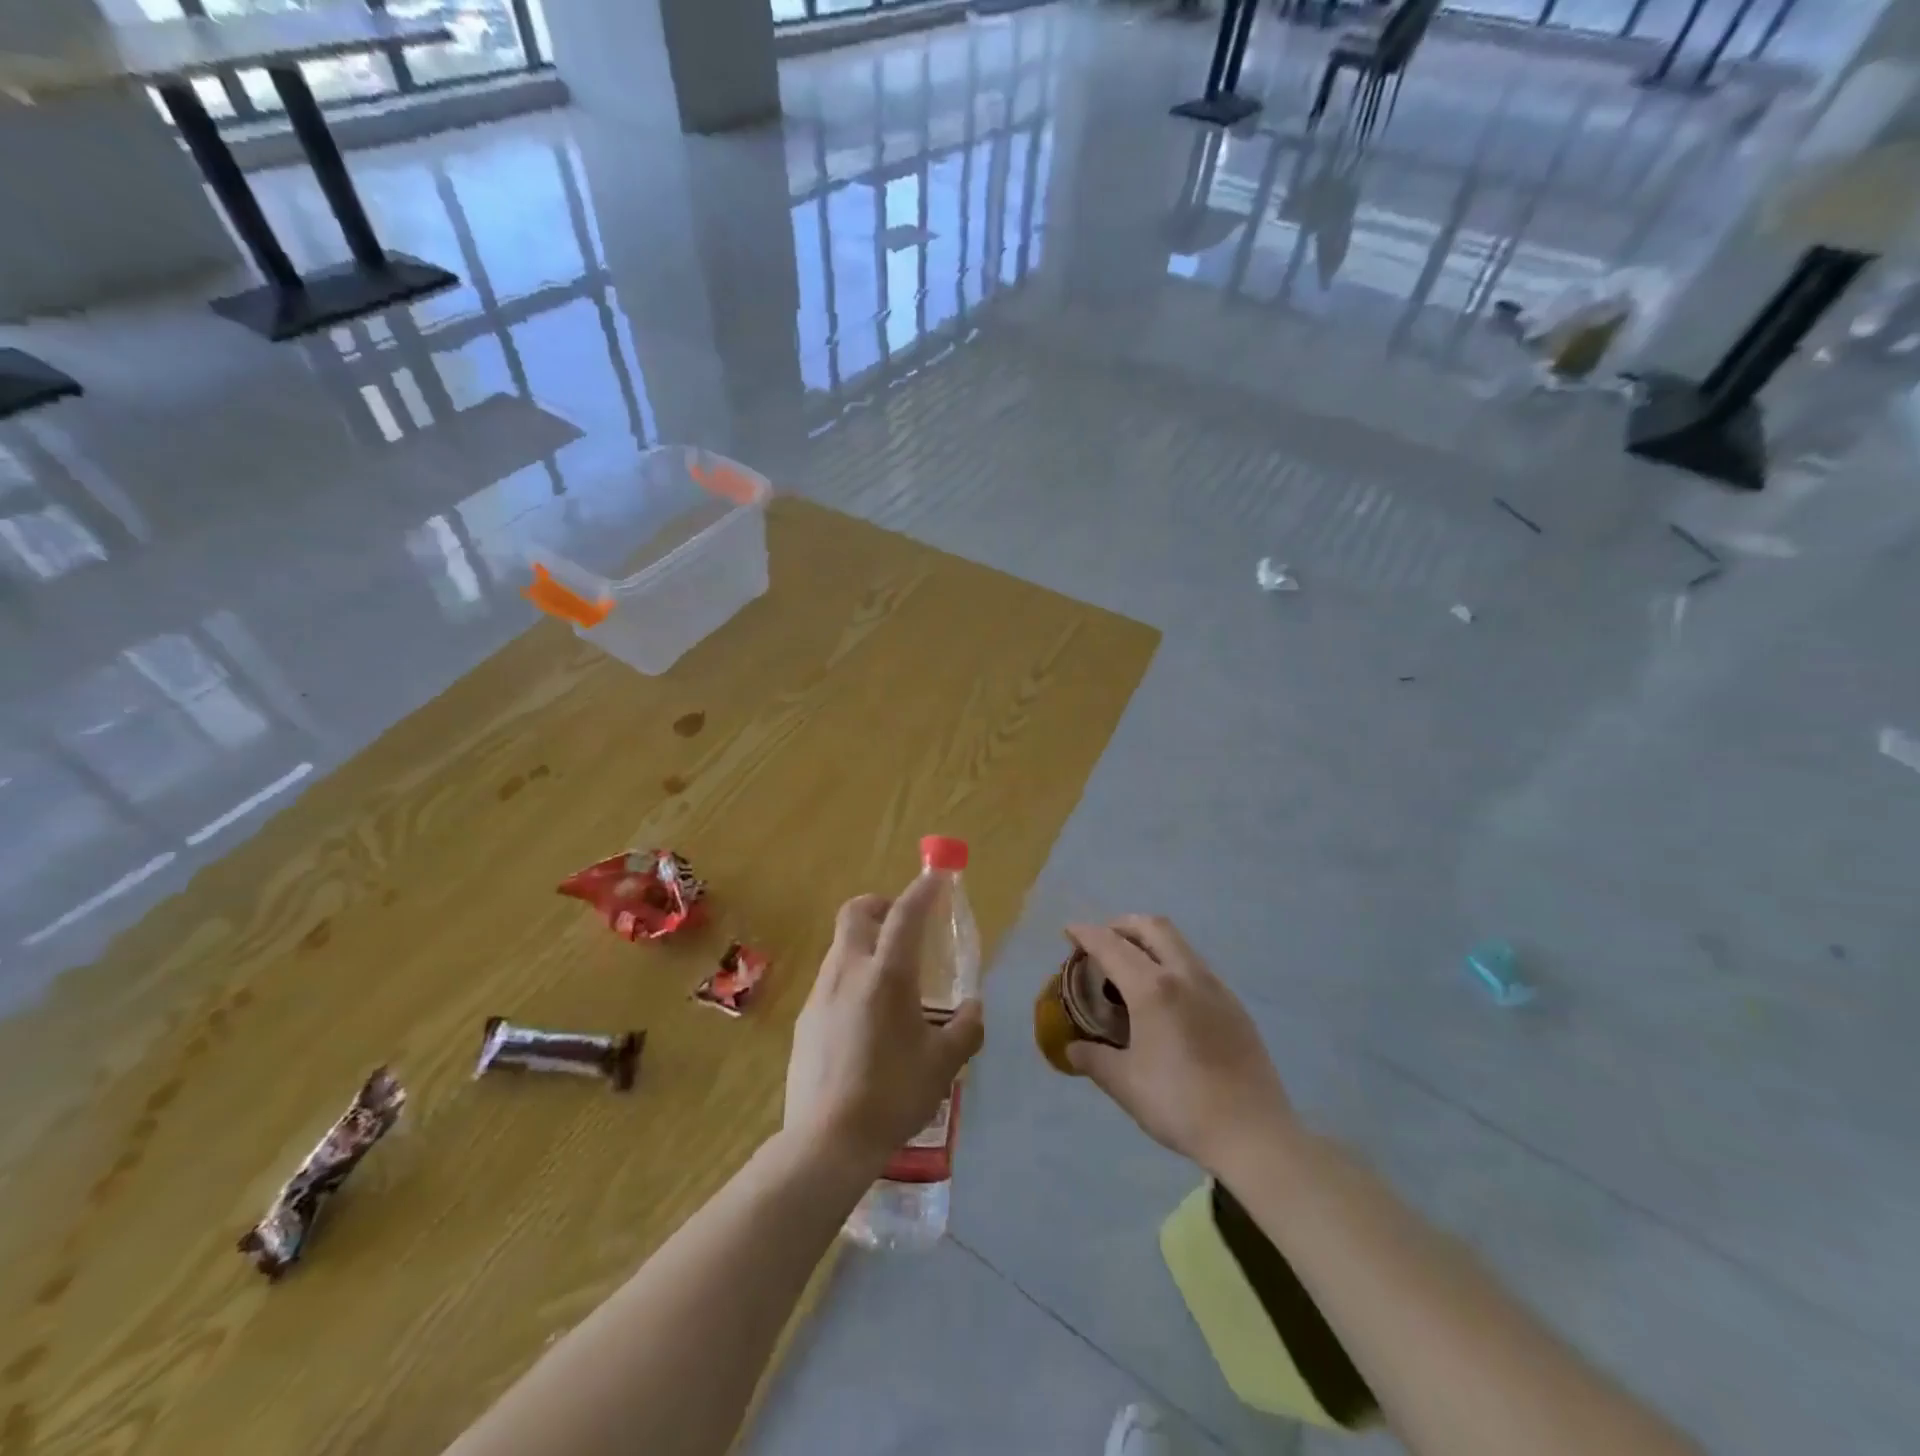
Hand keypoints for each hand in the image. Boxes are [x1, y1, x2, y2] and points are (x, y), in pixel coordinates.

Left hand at [784, 875, 984, 1174]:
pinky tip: (865, 1018)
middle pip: (856, 912)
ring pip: (841, 946)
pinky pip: (831, 980)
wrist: (827, 1140)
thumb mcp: (944, 1064)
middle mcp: (849, 971)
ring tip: (890, 979)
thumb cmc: (893, 1094)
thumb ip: (965, 1029)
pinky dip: (851, 977)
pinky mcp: (805, 1018)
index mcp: (887, 975)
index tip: (936, 877)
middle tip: (903, 925)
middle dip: (880, 905)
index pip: (906, 914)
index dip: (923, 890)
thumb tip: (974, 1009)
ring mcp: (821, 993)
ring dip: (865, 943)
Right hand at [1065, 915, 1296, 1177]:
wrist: (1253, 1133)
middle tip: (1103, 941)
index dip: (1087, 934)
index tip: (1070, 930)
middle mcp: (1185, 975)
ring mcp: (1215, 987)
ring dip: (1150, 942)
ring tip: (1132, 968)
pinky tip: (1167, 998)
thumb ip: (1094, 1060)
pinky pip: (1196, 967)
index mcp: (1153, 989)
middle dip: (1123, 925)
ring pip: (1178, 944)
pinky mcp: (1234, 1005)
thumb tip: (1073, 1049)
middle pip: (1152, 927)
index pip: (1111, 946)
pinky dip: (1172, 964)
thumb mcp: (1126, 1085)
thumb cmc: (1181, 1105)